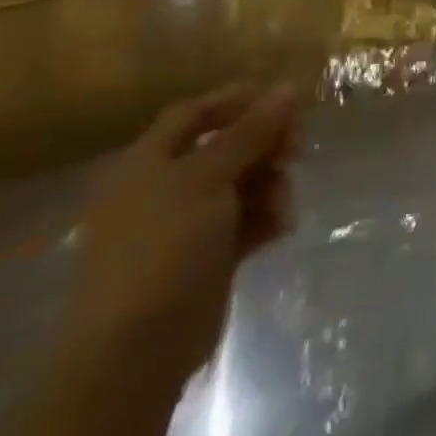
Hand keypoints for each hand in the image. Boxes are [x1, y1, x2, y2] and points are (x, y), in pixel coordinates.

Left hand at [63, 82, 300, 393]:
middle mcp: (163, 188)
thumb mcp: (207, 179)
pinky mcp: (207, 256)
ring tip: (284, 208)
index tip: (287, 101)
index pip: (194, 114)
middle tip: (297, 152)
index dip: (238, 101)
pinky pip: (247, 221)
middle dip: (265, 147)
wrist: (137, 347)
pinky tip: (282, 229)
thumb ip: (250, 133)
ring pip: (243, 184)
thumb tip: (287, 87)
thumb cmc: (163, 249)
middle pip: (226, 148)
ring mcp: (185, 225)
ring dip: (271, 186)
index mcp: (146, 164)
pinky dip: (267, 218)